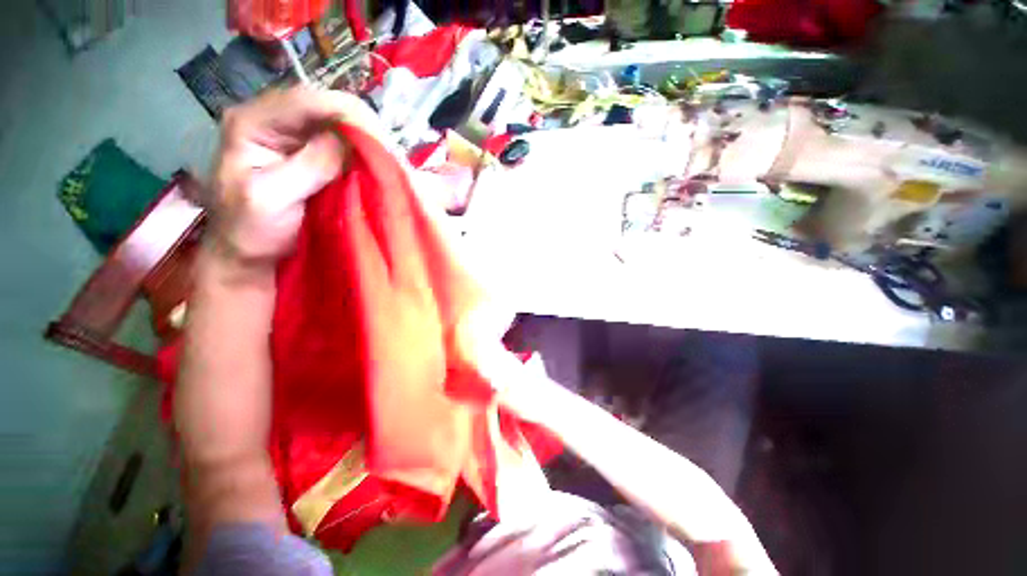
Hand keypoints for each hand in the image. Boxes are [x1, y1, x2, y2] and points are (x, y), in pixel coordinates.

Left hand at [206, 87, 375, 270]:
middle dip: (364, 128)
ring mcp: (296, 137)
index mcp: (253, 123)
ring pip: (340, 125)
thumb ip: (308, 166)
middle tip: (392, 155)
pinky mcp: (313, 154)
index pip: (307, 101)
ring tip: (392, 162)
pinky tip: (379, 166)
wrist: (249, 254)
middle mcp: (275, 120)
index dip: (349, 114)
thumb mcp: (272, 198)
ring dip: (368, 142)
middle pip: (328, 108)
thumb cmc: (251, 231)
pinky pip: (345, 146)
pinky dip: (364, 155)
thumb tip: (348, 140)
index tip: (382, 142)